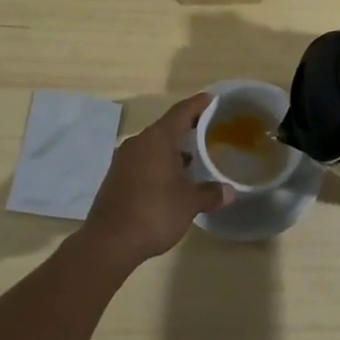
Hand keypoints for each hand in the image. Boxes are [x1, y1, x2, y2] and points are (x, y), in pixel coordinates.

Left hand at [77, 94, 232, 267]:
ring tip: (194, 156)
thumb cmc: (154, 213)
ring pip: (153, 144)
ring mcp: (124, 159)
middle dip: (187, 127)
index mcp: (157, 139)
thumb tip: (231, 191)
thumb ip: (210, 193)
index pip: (181, 112)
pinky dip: (159, 161)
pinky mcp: (116, 176)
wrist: (109, 242)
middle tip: (208, 129)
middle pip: (166, 127)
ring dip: (172, 148)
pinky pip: (143, 159)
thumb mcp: (189, 203)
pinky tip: (172, 177)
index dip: (198, 104)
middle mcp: (138, 142)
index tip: (212, 98)